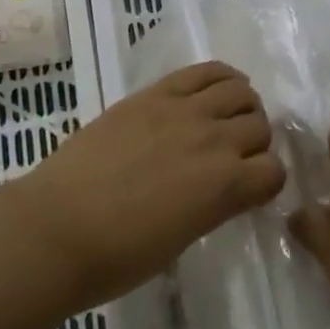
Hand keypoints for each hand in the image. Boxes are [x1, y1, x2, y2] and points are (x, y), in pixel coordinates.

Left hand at [18, 62, 284, 309]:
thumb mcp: (181, 240)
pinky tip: (218, 88)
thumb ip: (213, 206)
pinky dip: (222, 76)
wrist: (55, 228)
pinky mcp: (156, 93)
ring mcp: (184, 110)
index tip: (251, 189)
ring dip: (243, 106)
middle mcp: (214, 141)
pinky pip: (205, 70)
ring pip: (240, 92)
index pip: (274, 172)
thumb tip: (222, 190)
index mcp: (224, 187)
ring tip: (227, 118)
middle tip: (235, 156)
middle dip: (255, 143)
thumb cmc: (116, 257)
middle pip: (260, 126)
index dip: (266, 182)